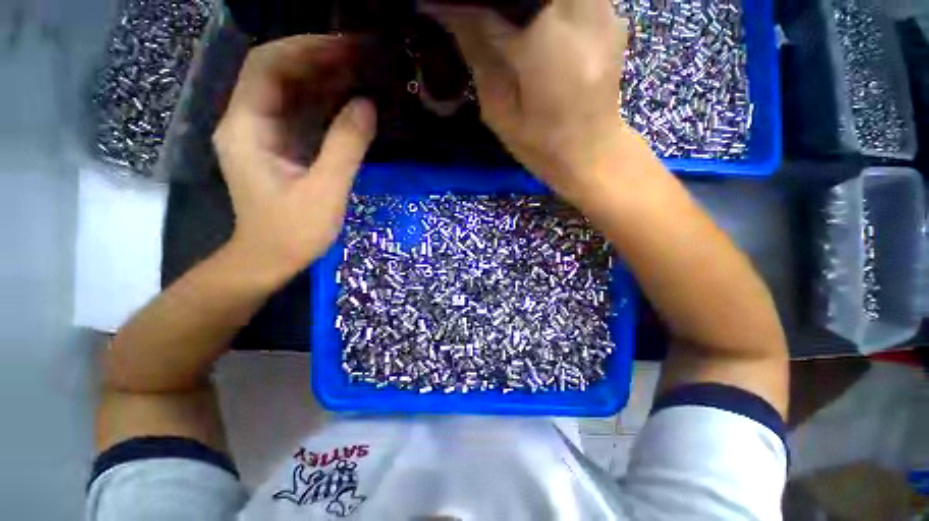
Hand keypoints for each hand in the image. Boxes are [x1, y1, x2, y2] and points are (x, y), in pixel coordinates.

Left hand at [213, 35, 375, 287]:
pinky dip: (326, 103)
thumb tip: (368, 106)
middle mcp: (248, 121)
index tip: (348, 48)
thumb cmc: (293, 232)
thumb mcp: (325, 191)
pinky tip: (351, 100)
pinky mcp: (280, 147)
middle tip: (364, 57)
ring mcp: (264, 134)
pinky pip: (302, 114)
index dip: (307, 49)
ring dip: (326, 79)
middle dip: (320, 59)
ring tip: (363, 72)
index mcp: (247, 127)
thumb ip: (346, 147)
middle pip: (279, 72)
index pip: (268, 66)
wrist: (270, 259)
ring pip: (292, 91)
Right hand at [423, 0, 631, 201]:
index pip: (492, 1)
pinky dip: (548, 5)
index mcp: (543, 45)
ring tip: (511, 25)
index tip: (438, 5)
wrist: (591, 154)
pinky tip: (538, 24)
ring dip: (524, 1)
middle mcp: (579, 15)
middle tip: (482, 18)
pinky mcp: (613, 16)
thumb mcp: (499, 111)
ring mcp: (604, 11)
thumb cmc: (540, 146)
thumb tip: (447, 8)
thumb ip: (477, 52)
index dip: (461, 3)